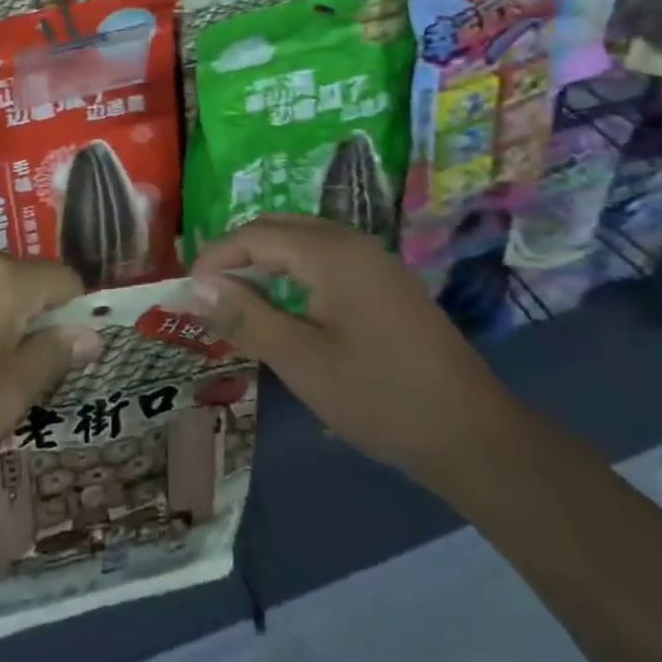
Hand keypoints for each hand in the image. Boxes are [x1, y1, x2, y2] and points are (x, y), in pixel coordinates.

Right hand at [187, 215, 509, 475]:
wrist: (472, 434)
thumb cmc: (379, 397)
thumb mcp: (301, 361)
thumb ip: (246, 316)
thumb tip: (197, 286)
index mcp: (330, 251)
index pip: (255, 235)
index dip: (216, 256)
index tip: (188, 290)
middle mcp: (351, 240)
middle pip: (279, 227)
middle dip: (238, 252)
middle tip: (209, 291)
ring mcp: (374, 259)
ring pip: (303, 239)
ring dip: (266, 260)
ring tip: (239, 297)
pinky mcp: (387, 281)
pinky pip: (326, 257)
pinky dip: (294, 270)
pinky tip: (287, 304)